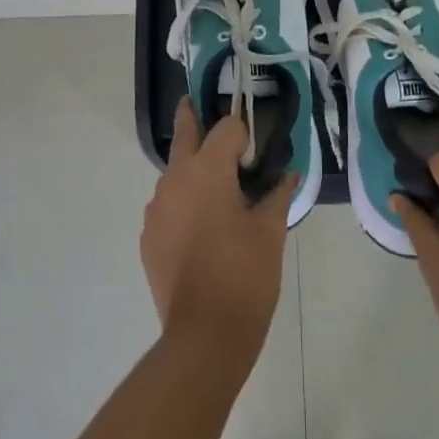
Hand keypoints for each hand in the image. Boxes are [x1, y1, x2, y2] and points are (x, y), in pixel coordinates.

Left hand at [141, 98, 297, 358]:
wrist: (204, 335)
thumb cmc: (245, 275)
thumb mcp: (271, 231)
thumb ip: (278, 193)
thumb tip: (289, 172)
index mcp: (207, 170)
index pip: (226, 128)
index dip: (244, 132)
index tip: (256, 144)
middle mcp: (175, 179)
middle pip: (185, 133)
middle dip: (193, 116)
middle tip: (197, 102)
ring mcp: (156, 208)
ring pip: (175, 173)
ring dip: (193, 171)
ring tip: (217, 193)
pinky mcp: (148, 236)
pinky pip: (168, 205)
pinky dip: (183, 204)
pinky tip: (201, 229)